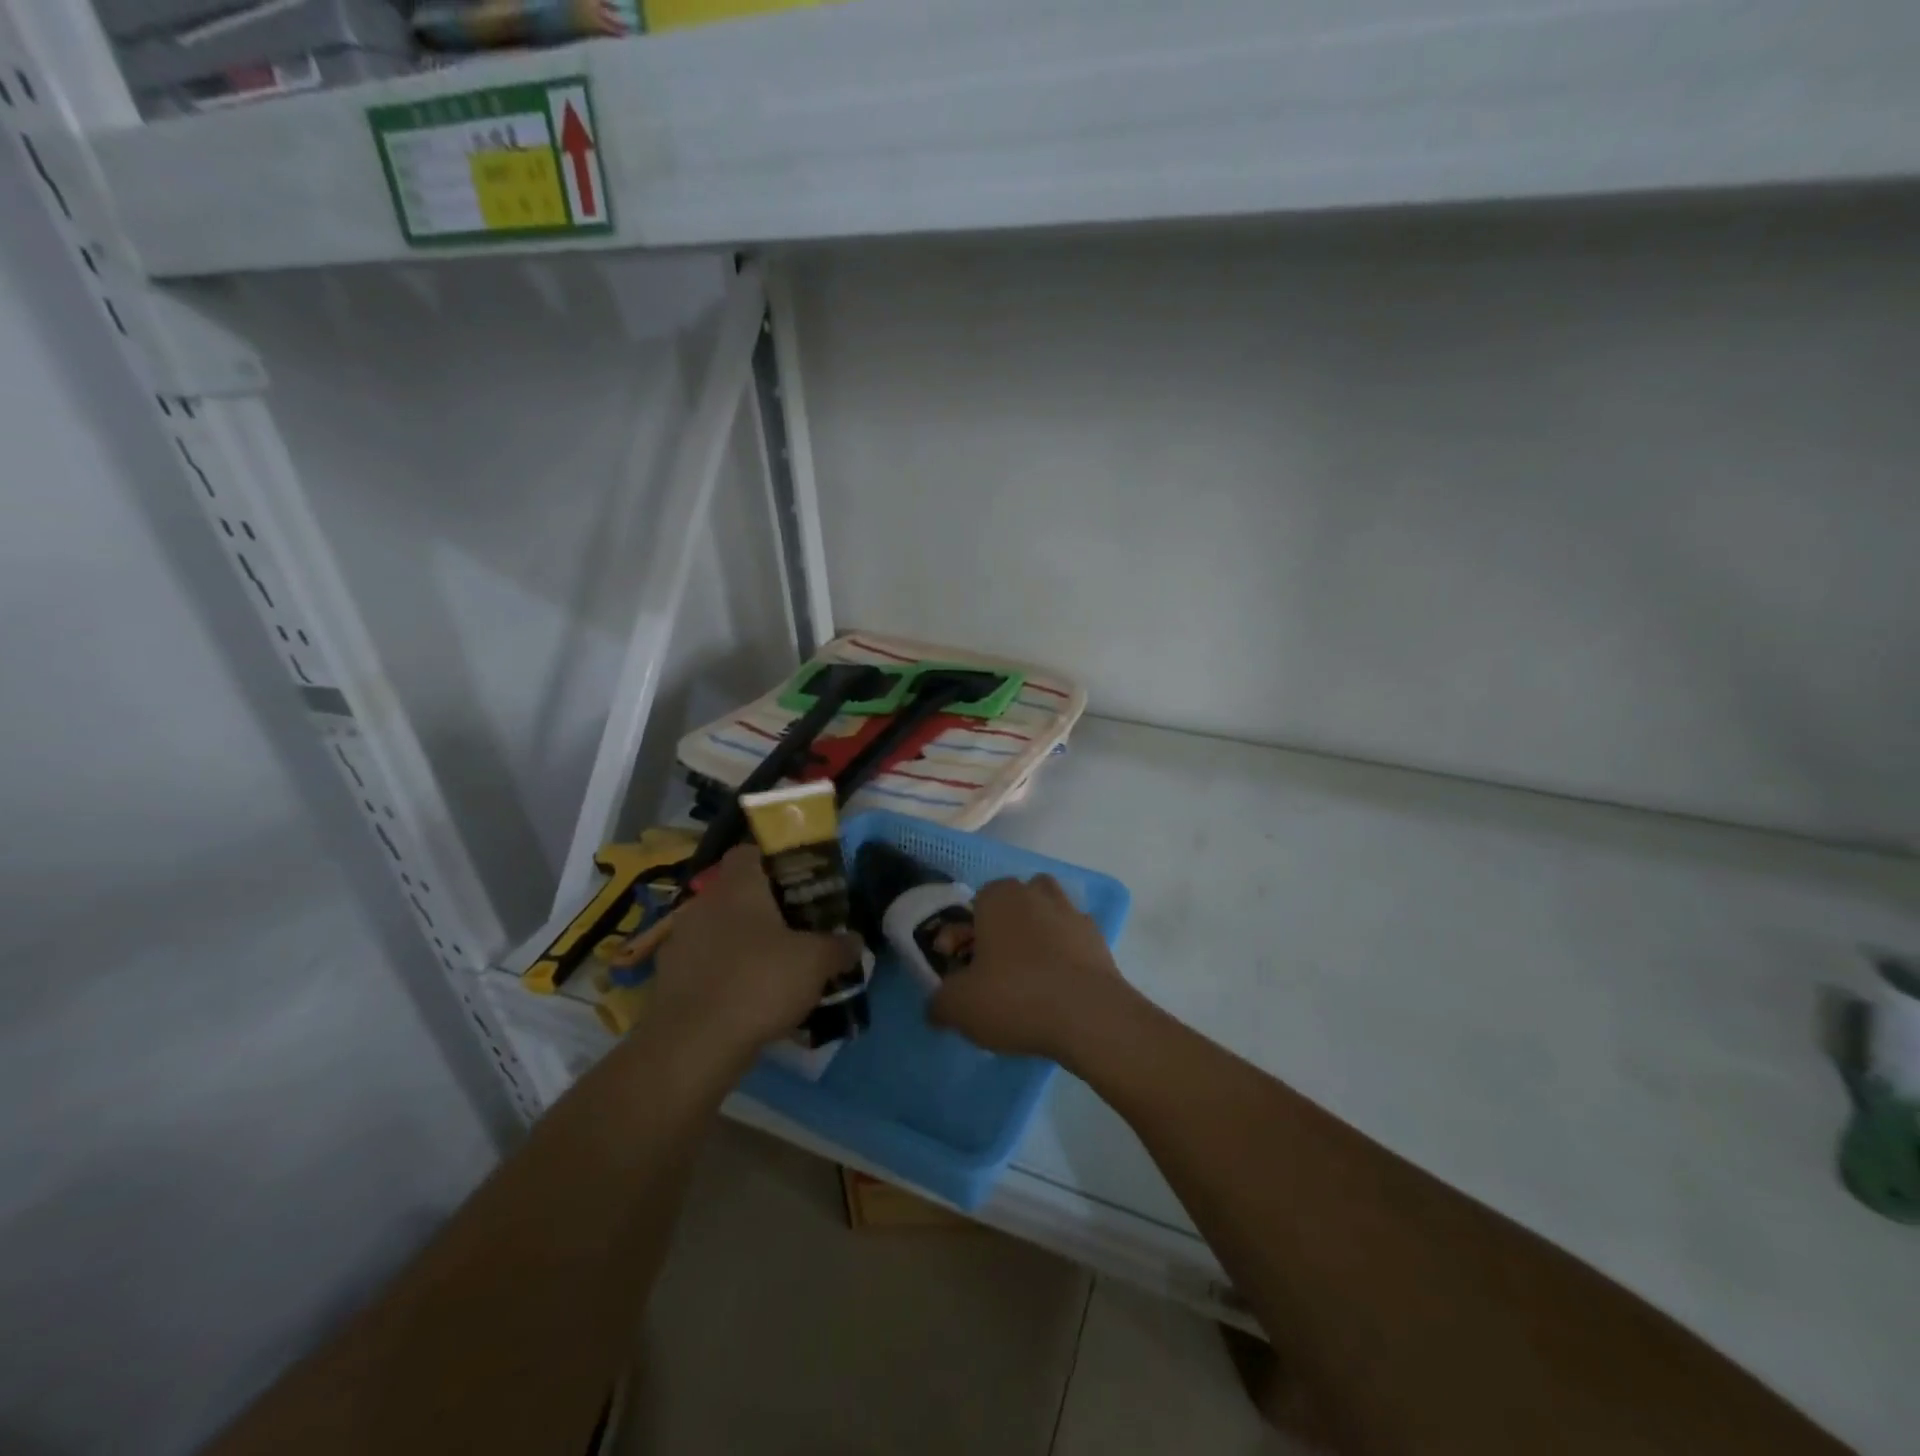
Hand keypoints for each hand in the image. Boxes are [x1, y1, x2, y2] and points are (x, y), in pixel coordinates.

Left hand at [650, 846, 861, 1060]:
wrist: (693, 1045)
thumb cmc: (759, 983)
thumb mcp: (816, 962)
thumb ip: (839, 946)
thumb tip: (854, 940)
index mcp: (737, 886)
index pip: (748, 852)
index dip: (773, 861)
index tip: (798, 881)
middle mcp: (703, 904)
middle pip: (735, 892)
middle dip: (762, 906)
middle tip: (794, 926)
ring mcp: (679, 942)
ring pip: (717, 929)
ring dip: (740, 942)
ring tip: (772, 966)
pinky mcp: (667, 979)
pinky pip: (703, 964)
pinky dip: (722, 973)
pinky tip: (746, 997)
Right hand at [928, 874, 1131, 1065]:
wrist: (1090, 1017)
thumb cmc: (1015, 997)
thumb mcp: (958, 1006)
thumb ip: (939, 1001)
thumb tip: (938, 1006)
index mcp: (1000, 896)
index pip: (972, 905)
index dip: (961, 937)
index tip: (958, 969)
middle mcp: (1037, 894)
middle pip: (1010, 907)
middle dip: (998, 933)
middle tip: (989, 974)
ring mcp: (1073, 914)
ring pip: (1044, 919)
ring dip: (1033, 940)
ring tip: (1025, 980)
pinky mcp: (1099, 941)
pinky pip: (1070, 944)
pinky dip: (1061, 959)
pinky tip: (1054, 991)